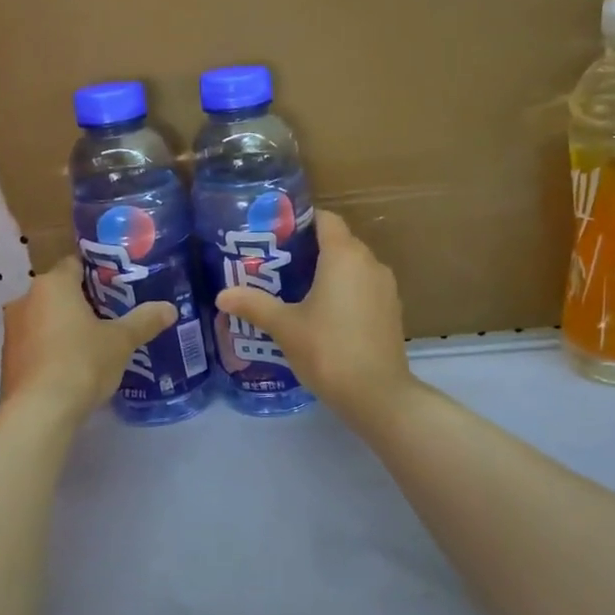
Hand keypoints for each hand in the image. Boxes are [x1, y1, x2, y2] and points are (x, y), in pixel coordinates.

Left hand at [0, 258, 175, 424]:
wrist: (39, 412)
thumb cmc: (82, 363)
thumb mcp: (121, 341)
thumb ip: (145, 321)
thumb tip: (170, 308)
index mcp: (52, 285)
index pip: (75, 263)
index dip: (99, 273)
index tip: (120, 287)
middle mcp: (26, 300)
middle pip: (60, 292)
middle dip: (85, 302)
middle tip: (114, 316)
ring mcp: (12, 330)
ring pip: (46, 318)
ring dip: (67, 326)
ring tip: (97, 343)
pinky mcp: (8, 359)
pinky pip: (37, 343)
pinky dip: (53, 348)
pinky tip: (75, 366)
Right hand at [216, 210, 417, 426]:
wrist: (377, 394)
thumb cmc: (328, 350)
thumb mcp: (285, 327)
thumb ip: (254, 306)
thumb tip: (222, 295)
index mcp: (344, 255)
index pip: (325, 219)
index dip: (300, 222)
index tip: (276, 235)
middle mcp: (369, 262)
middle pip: (339, 241)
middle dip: (310, 249)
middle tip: (277, 265)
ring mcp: (385, 287)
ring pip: (353, 266)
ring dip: (329, 272)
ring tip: (296, 290)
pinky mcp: (392, 310)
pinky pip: (364, 288)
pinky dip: (345, 291)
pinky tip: (324, 315)